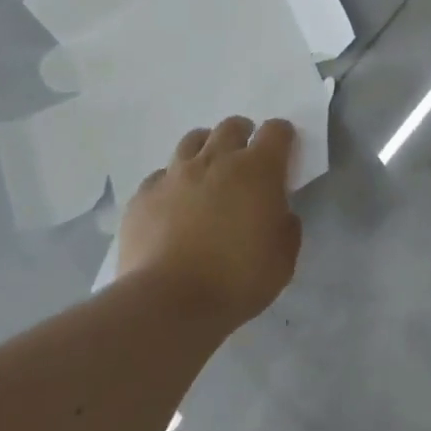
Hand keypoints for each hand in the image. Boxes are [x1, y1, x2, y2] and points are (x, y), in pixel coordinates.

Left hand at [117, 117, 302, 329]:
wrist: (168, 303)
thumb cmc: (236, 280)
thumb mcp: (283, 260)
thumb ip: (286, 228)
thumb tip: (279, 214)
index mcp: (257, 170)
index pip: (276, 131)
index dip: (281, 137)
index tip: (283, 152)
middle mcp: (216, 160)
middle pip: (231, 127)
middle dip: (242, 135)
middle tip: (244, 160)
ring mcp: (175, 174)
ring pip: (193, 141)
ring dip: (206, 149)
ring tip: (207, 173)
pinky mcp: (144, 195)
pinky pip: (161, 176)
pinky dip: (171, 183)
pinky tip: (173, 205)